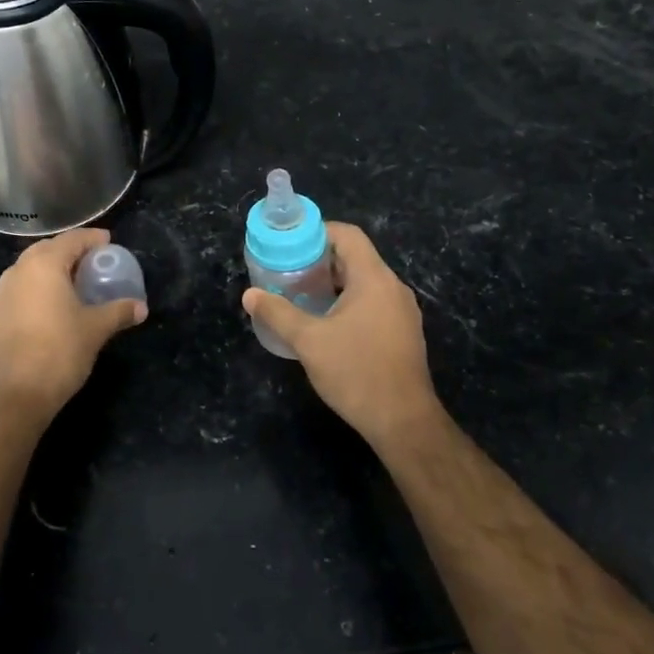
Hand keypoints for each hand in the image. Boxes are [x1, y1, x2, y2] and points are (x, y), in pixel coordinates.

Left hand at [0, 228, 146, 426]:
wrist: (14, 394)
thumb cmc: (59, 352)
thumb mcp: (95, 329)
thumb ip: (119, 311)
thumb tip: (141, 307)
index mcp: (44, 264)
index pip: (72, 239)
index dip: (92, 239)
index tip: (109, 243)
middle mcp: (19, 270)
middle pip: (49, 249)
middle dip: (72, 251)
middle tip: (94, 262)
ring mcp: (3, 291)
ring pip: (32, 268)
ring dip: (54, 269)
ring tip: (76, 282)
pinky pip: (23, 286)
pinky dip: (40, 286)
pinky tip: (54, 304)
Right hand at [242, 222, 442, 448]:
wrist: (403, 421)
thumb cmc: (356, 372)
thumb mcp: (309, 341)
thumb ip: (278, 313)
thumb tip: (250, 295)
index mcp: (374, 279)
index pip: (348, 235)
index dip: (318, 231)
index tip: (290, 243)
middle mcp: (393, 288)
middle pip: (356, 257)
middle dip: (321, 260)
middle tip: (289, 270)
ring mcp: (402, 312)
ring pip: (365, 282)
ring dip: (334, 283)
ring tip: (302, 294)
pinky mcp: (403, 333)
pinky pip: (373, 303)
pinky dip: (349, 302)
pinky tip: (327, 322)